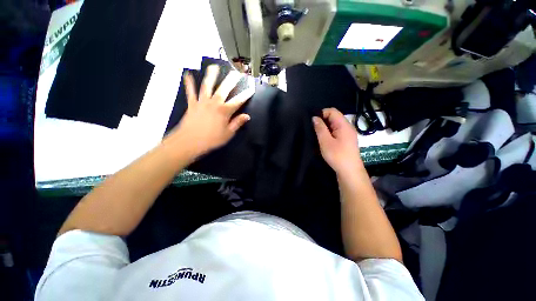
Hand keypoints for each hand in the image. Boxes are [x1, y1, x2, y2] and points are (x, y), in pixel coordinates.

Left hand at [169, 65, 253, 157]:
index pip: (238, 101)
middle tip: (235, 72)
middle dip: (231, 81)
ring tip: (214, 67)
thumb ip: (237, 123)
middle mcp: (214, 103)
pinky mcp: (192, 104)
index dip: (246, 95)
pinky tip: (188, 74)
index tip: (251, 89)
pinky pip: (190, 92)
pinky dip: (189, 83)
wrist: (190, 141)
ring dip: (211, 76)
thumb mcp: (228, 134)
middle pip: (224, 89)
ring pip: (207, 86)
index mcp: (224, 111)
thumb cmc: (211, 139)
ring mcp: (202, 102)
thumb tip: (247, 116)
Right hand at [312, 108, 361, 175]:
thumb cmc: (337, 155)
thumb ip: (320, 128)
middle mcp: (347, 126)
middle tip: (313, 130)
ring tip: (317, 135)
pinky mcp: (346, 140)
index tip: (313, 122)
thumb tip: (315, 117)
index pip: (332, 111)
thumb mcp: (325, 141)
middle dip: (322, 121)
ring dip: (325, 128)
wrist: (349, 171)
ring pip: (334, 125)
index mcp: (343, 125)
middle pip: (334, 117)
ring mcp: (348, 133)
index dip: (321, 114)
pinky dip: (329, 133)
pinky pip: (336, 131)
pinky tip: (324, 140)